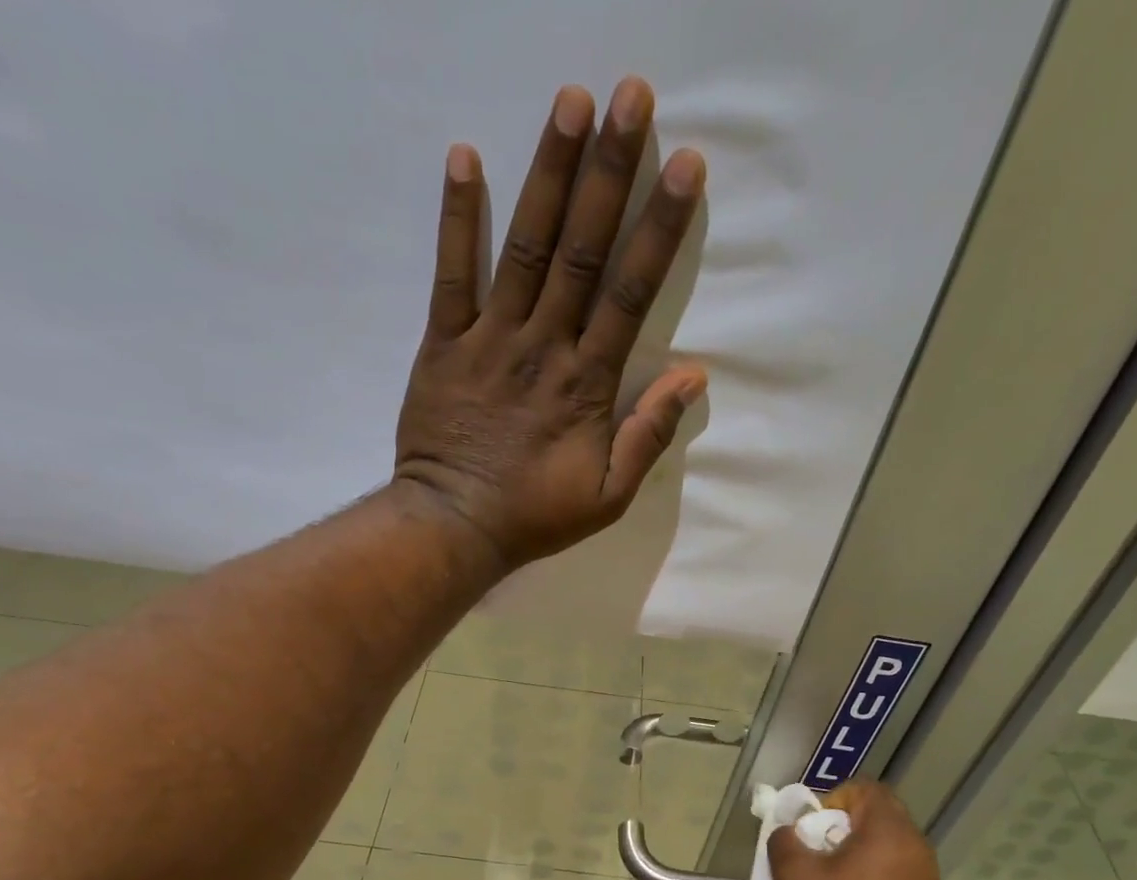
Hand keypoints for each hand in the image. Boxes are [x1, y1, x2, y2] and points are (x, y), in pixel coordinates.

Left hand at [393, 77, 707, 570]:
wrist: (454, 526)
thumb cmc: (534, 516)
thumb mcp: (608, 497)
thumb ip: (648, 435)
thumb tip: (693, 376)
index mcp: (587, 383)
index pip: (630, 294)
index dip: (659, 229)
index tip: (685, 166)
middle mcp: (542, 346)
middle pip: (582, 250)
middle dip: (609, 172)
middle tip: (631, 96)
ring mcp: (489, 340)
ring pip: (525, 248)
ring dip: (548, 174)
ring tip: (570, 102)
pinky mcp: (443, 344)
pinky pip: (451, 275)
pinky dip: (457, 219)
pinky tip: (465, 157)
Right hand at [769, 781, 943, 879]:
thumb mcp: (794, 878)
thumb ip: (785, 840)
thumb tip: (791, 833)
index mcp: (890, 832)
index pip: (866, 789)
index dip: (833, 800)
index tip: (812, 832)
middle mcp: (917, 848)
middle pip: (877, 817)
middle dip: (840, 830)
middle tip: (814, 858)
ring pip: (885, 849)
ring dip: (854, 857)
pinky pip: (894, 876)